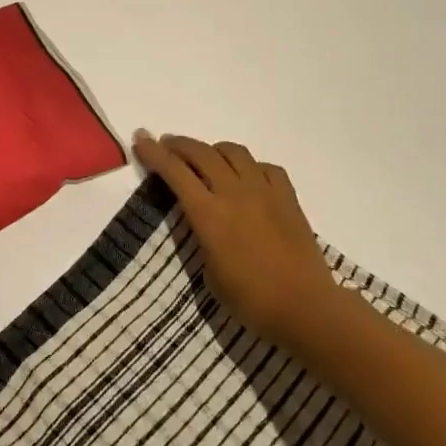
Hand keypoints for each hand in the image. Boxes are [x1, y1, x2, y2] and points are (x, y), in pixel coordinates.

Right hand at [134, 131, 342, 348]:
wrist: (305, 307)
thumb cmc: (250, 300)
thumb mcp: (209, 272)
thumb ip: (203, 237)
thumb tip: (205, 221)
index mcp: (209, 214)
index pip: (175, 172)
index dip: (154, 153)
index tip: (141, 138)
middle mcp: (234, 193)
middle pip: (202, 153)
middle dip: (179, 145)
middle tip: (166, 144)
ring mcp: (264, 191)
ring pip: (234, 152)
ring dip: (213, 149)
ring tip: (205, 157)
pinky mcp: (288, 197)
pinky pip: (265, 167)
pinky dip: (249, 166)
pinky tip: (247, 177)